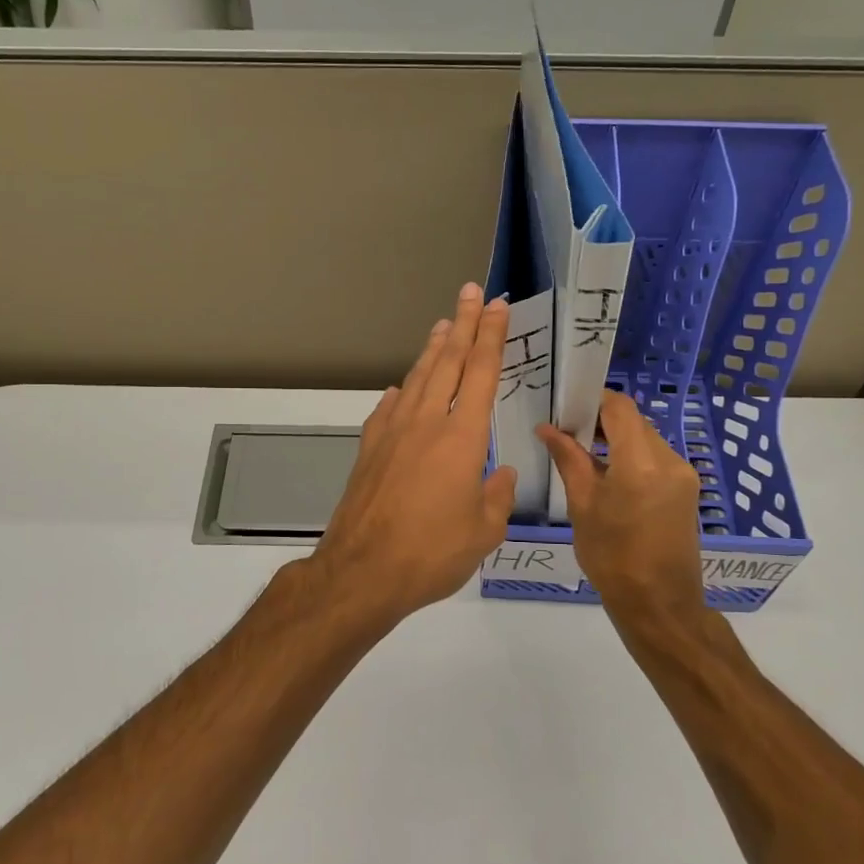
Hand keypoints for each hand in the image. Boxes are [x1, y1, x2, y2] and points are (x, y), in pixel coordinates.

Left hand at [308, 284, 518, 629]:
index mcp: (461, 437)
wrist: (362, 570)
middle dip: (462, 324)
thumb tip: (501, 473)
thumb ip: (496, 496)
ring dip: (431, 349)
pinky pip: (389, 409)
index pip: (480, 372)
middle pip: (447, 361)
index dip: (491, 336)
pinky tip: (401, 388)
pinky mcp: (369, 450)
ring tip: (441, 325)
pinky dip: (401, 392)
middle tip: (470, 292)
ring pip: (416, 378)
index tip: (497, 306)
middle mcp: (425, 423)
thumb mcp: (483, 531)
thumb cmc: (432, 553)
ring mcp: (391, 433)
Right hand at [537, 391, 706, 630]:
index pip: (620, 407)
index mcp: (641, 462)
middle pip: (634, 422)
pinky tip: (609, 478)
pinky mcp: (687, 490)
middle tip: (568, 435)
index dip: (593, 400)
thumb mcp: (582, 506)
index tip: (566, 409)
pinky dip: (632, 459)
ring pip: (645, 439)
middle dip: (602, 422)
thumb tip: (548, 428)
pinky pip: (656, 459)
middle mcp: (670, 460)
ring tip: (585, 458)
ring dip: (617, 441)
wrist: (659, 604)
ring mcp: (683, 475)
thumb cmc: (612, 557)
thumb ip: (568, 460)